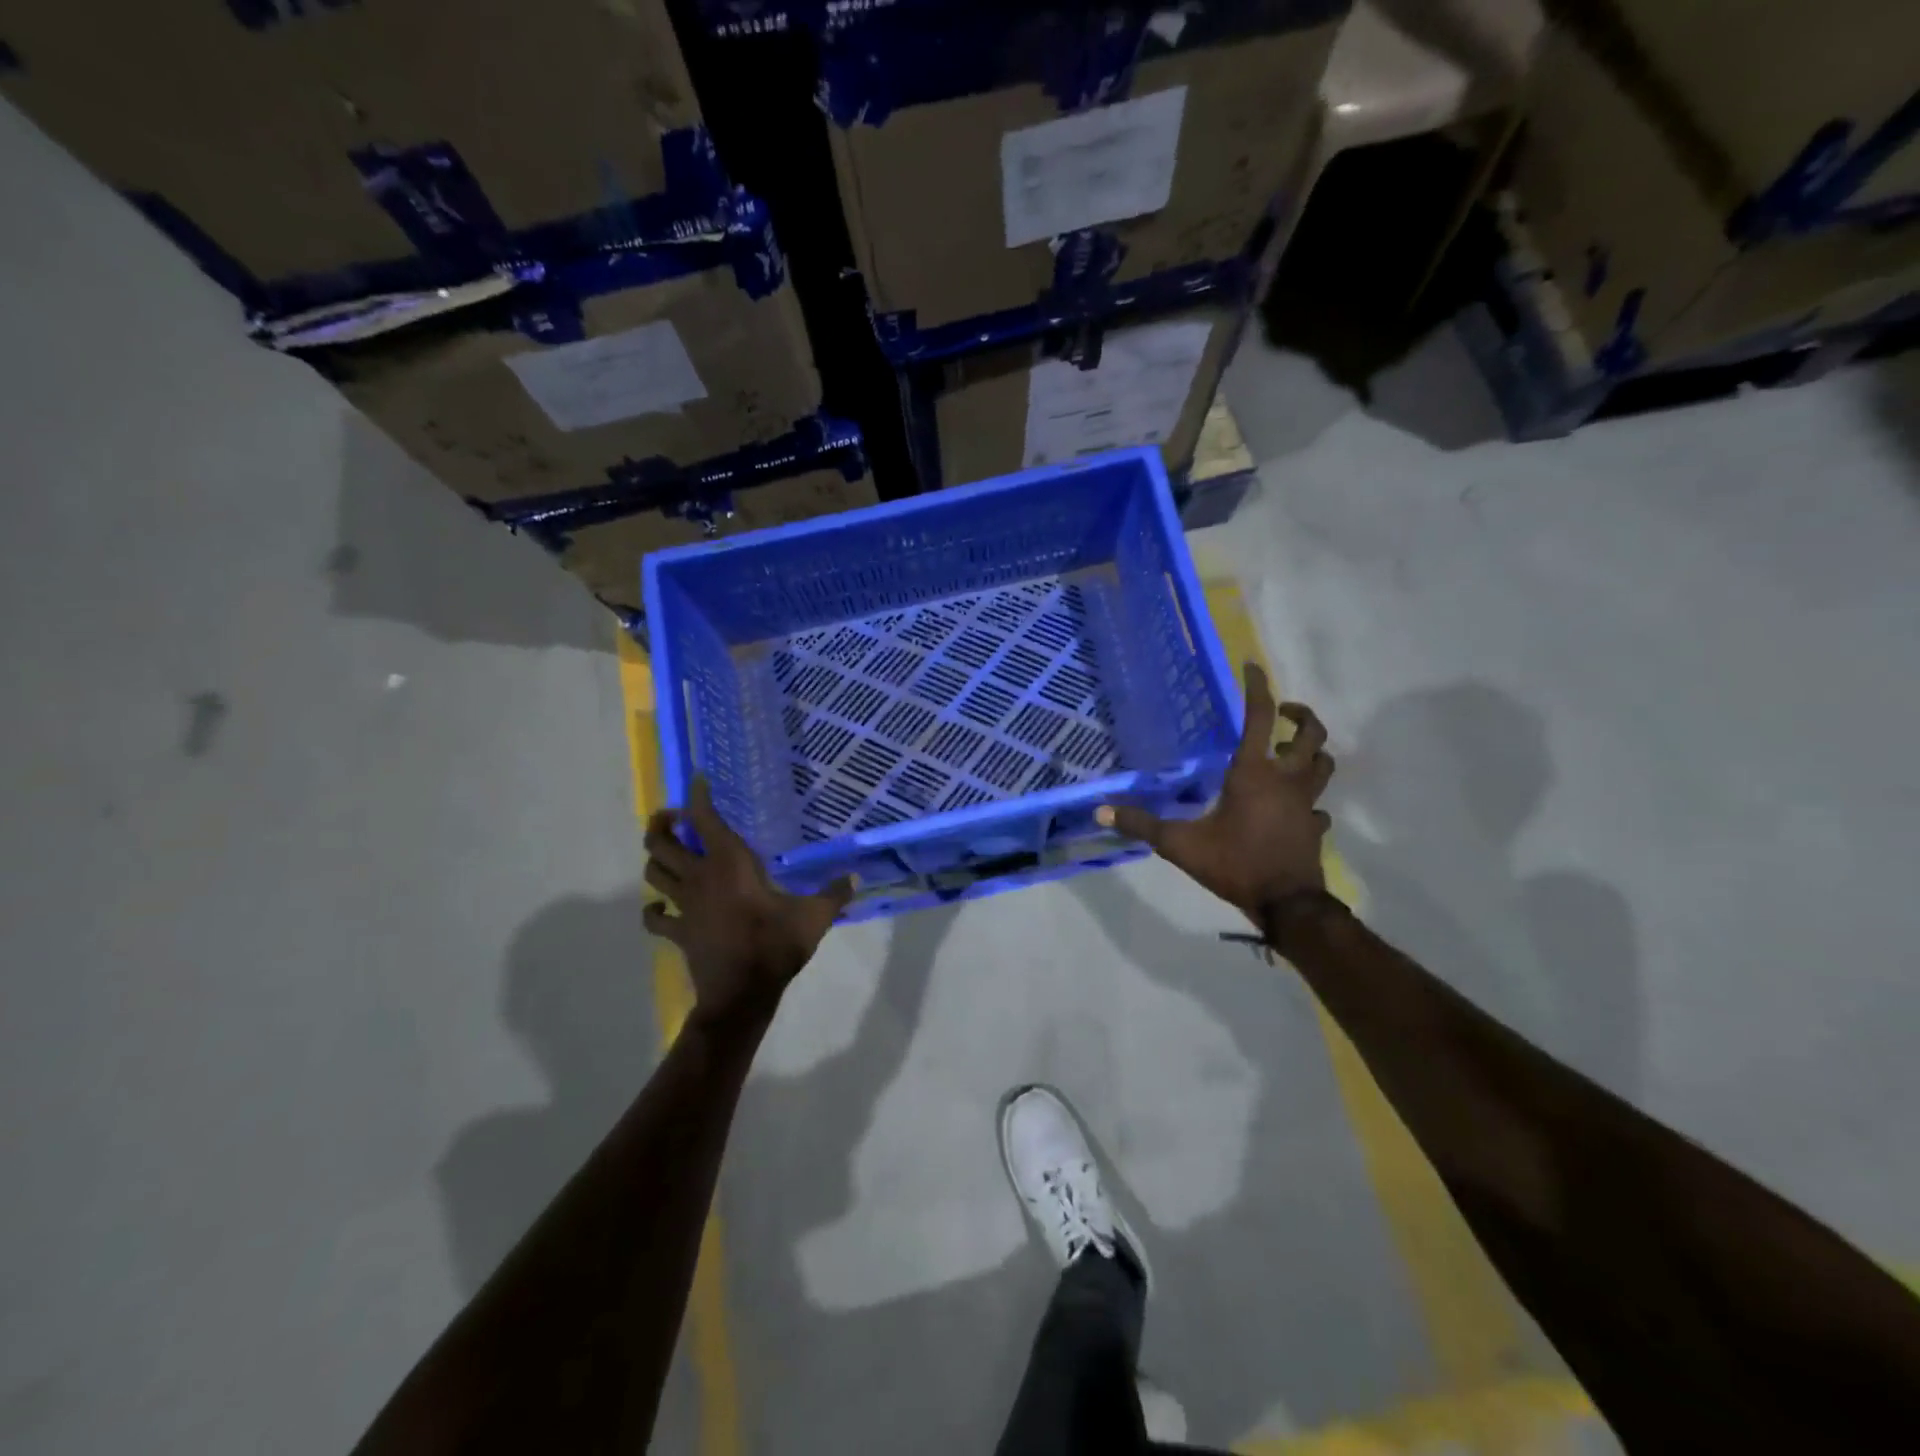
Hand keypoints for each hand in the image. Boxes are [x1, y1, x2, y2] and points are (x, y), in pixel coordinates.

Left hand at [643, 778, 854, 1028]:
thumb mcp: (814, 917)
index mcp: (729, 864)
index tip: (700, 779)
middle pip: (661, 842)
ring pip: (653, 873)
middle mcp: (700, 877)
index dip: (698, 795)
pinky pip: (655, 917)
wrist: (742, 994)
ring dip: (656, 859)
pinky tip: (662, 906)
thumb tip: (856, 877)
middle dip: (662, 823)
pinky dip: (654, 909)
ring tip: (669, 852)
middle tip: (676, 817)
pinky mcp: (678, 932)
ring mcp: (684, 906)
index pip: (704, 819)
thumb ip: (834, 893)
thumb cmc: (775, 945)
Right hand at [1098, 663, 1332, 924]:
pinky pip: (1318, 804)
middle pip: (1310, 734)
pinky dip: (1308, 798)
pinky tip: (1294, 807)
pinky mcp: (1314, 826)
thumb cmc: (1234, 864)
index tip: (1252, 666)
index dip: (1258, 688)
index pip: (1260, 718)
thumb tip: (1101, 811)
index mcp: (1254, 774)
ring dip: (1312, 752)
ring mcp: (1306, 803)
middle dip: (1300, 715)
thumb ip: (1142, 825)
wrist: (1286, 904)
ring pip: (1323, 764)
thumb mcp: (1180, 844)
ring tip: (1291, 752)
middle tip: (1282, 712)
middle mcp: (1286, 780)